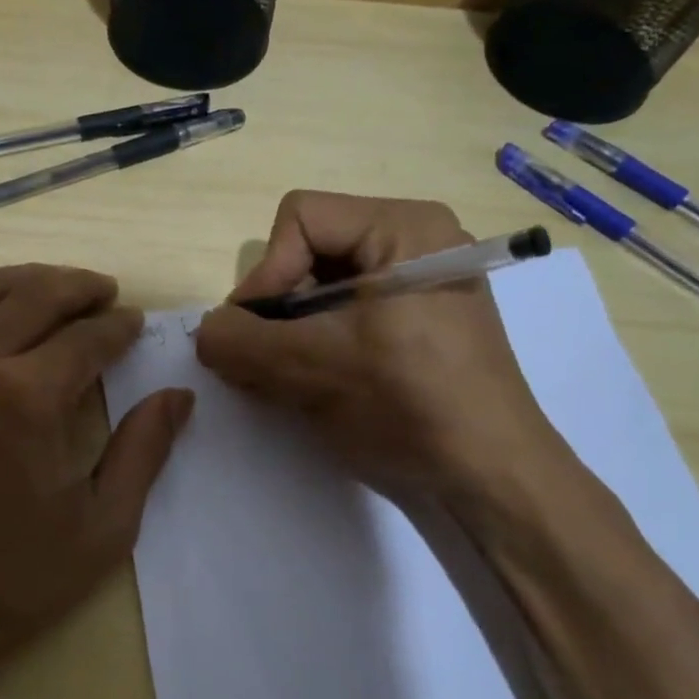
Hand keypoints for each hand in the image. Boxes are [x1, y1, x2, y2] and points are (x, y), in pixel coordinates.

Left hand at [0, 264, 192, 698]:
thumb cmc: (5, 581)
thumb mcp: (99, 529)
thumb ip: (143, 453)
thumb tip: (178, 397)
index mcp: (26, 398)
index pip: (86, 338)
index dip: (118, 326)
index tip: (135, 322)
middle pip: (34, 295)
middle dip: (78, 286)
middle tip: (104, 292)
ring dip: (26, 280)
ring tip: (55, 288)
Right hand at [195, 191, 568, 519]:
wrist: (492, 479)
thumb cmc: (408, 406)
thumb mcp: (310, 369)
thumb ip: (239, 341)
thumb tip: (206, 331)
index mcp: (404, 227)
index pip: (301, 219)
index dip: (267, 273)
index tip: (258, 335)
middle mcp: (416, 240)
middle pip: (311, 250)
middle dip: (279, 307)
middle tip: (268, 360)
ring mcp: (422, 281)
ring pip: (324, 284)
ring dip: (294, 330)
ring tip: (291, 377)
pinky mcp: (421, 318)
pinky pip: (349, 310)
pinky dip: (320, 341)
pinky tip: (319, 381)